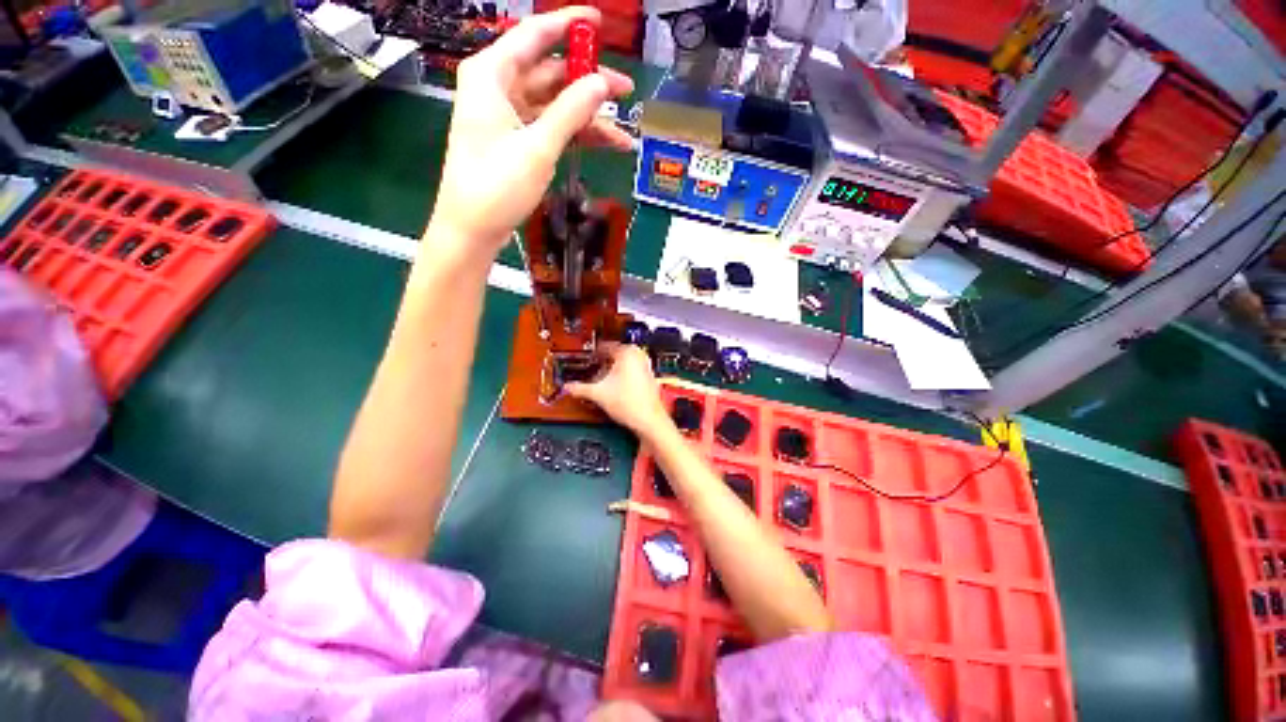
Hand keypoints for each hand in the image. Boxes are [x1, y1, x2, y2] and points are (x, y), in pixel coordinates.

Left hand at [426, 7, 633, 258]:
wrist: (473, 229)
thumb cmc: (497, 185)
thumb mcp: (538, 147)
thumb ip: (571, 111)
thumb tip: (602, 84)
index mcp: (492, 73)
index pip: (535, 35)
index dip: (570, 26)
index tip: (600, 22)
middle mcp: (498, 87)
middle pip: (550, 72)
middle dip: (589, 83)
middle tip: (626, 92)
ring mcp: (508, 116)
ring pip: (555, 104)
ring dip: (589, 117)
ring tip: (624, 131)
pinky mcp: (516, 141)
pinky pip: (551, 127)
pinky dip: (576, 135)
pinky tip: (606, 145)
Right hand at [565, 343, 668, 435]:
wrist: (649, 420)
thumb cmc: (631, 405)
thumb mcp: (598, 394)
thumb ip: (580, 388)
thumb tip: (568, 387)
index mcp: (627, 353)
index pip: (605, 346)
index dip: (592, 354)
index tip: (585, 359)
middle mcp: (639, 356)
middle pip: (615, 354)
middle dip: (602, 362)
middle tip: (592, 368)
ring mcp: (646, 367)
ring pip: (624, 363)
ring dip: (611, 369)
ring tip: (601, 379)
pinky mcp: (648, 378)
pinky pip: (632, 371)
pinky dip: (622, 376)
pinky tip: (614, 387)